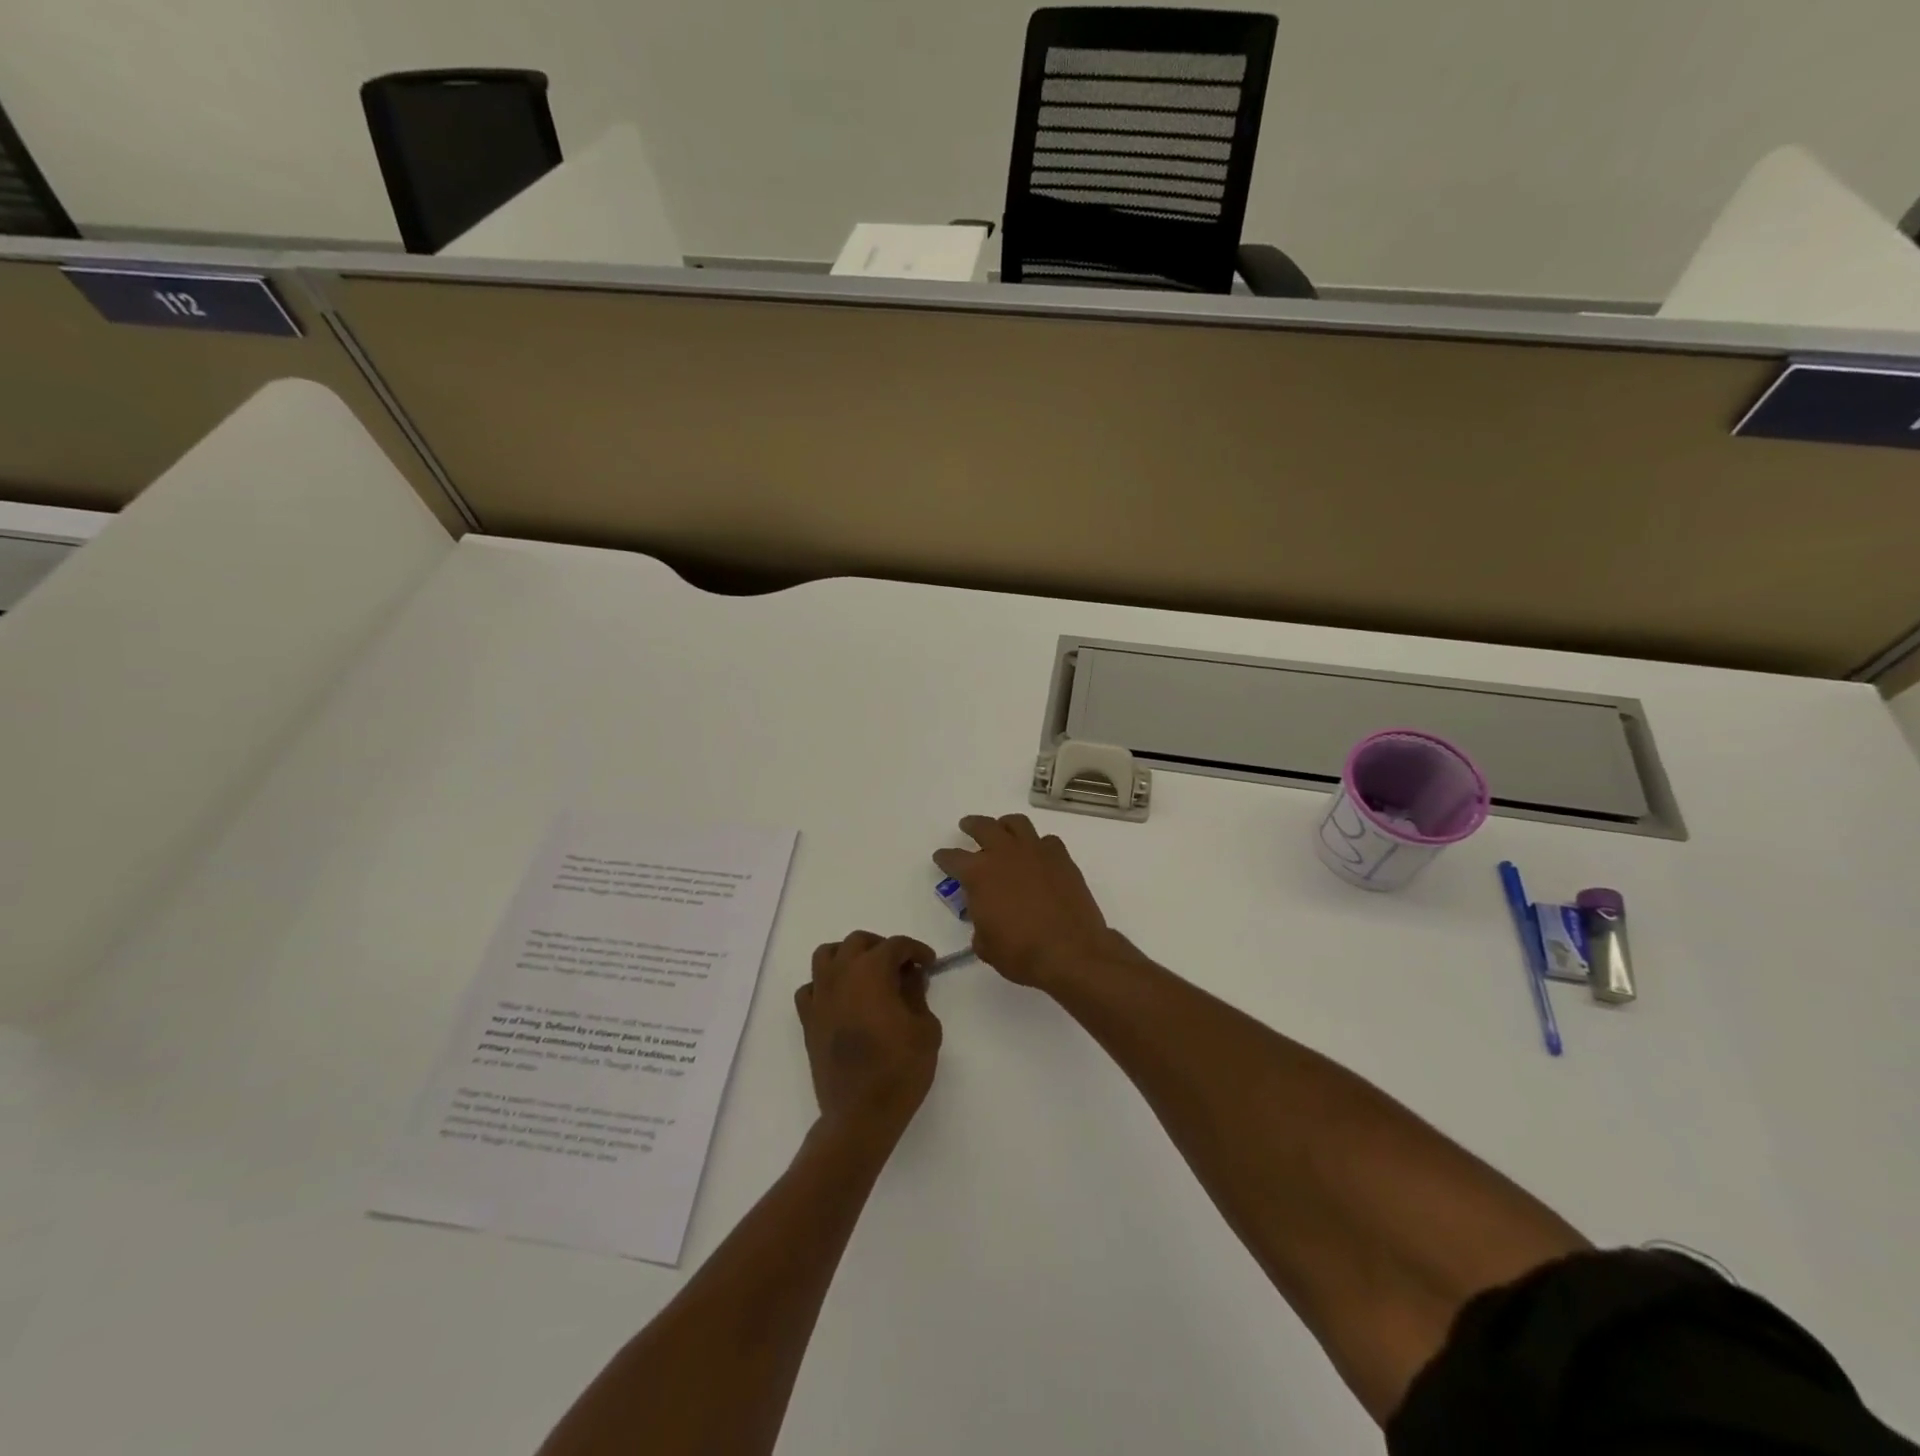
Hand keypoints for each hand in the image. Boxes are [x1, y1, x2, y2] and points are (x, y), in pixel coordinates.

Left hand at [795, 932, 942, 1141]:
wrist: (861, 1114)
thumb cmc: (900, 1069)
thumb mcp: (925, 1028)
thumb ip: (917, 994)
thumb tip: (910, 977)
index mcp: (872, 971)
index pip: (896, 945)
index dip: (916, 950)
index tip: (930, 964)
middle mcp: (841, 974)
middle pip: (858, 942)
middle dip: (882, 947)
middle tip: (901, 966)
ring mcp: (820, 996)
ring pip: (826, 955)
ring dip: (848, 956)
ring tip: (867, 974)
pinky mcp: (808, 1020)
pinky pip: (811, 988)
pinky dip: (825, 985)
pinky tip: (841, 999)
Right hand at [932, 814, 1122, 988]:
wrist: (1071, 951)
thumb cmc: (1021, 952)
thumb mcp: (986, 946)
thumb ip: (980, 925)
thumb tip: (987, 919)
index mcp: (979, 874)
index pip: (953, 858)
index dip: (944, 858)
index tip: (941, 857)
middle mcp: (1005, 854)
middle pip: (983, 827)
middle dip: (972, 825)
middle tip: (967, 826)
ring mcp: (1036, 852)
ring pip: (1016, 823)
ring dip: (1005, 825)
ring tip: (1003, 830)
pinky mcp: (1062, 858)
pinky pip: (1047, 841)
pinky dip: (1039, 845)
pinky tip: (1038, 855)